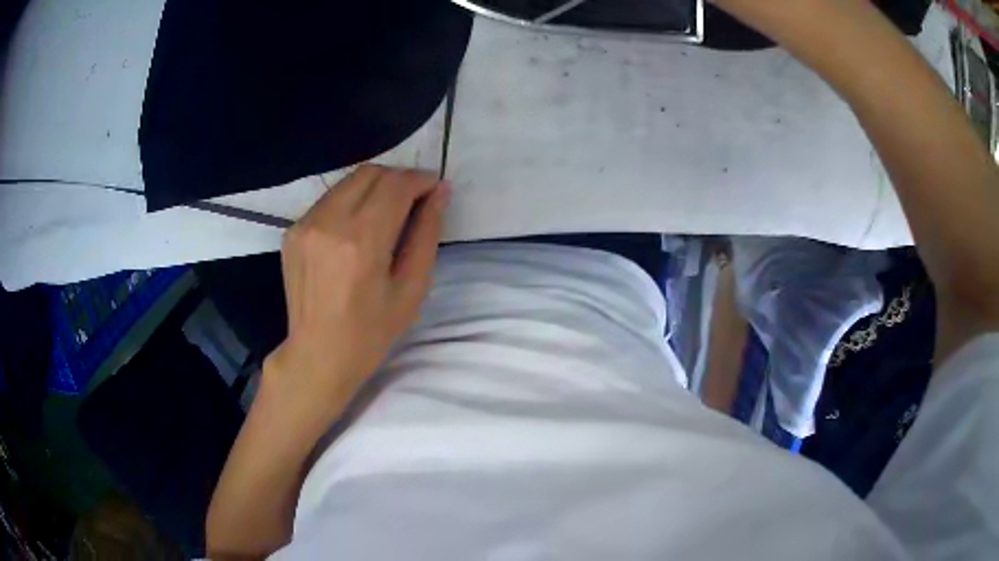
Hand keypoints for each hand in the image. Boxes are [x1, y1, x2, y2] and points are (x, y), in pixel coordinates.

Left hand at [265, 165, 449, 426]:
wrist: (317, 354)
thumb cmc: (371, 331)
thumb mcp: (411, 289)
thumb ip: (426, 234)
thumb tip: (440, 192)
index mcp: (362, 242)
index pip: (396, 185)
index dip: (421, 180)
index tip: (435, 189)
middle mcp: (328, 223)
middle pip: (371, 173)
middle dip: (399, 178)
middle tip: (415, 200)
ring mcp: (305, 224)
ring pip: (348, 181)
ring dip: (375, 187)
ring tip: (388, 212)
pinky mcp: (293, 230)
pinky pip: (329, 200)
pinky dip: (351, 202)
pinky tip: (358, 228)